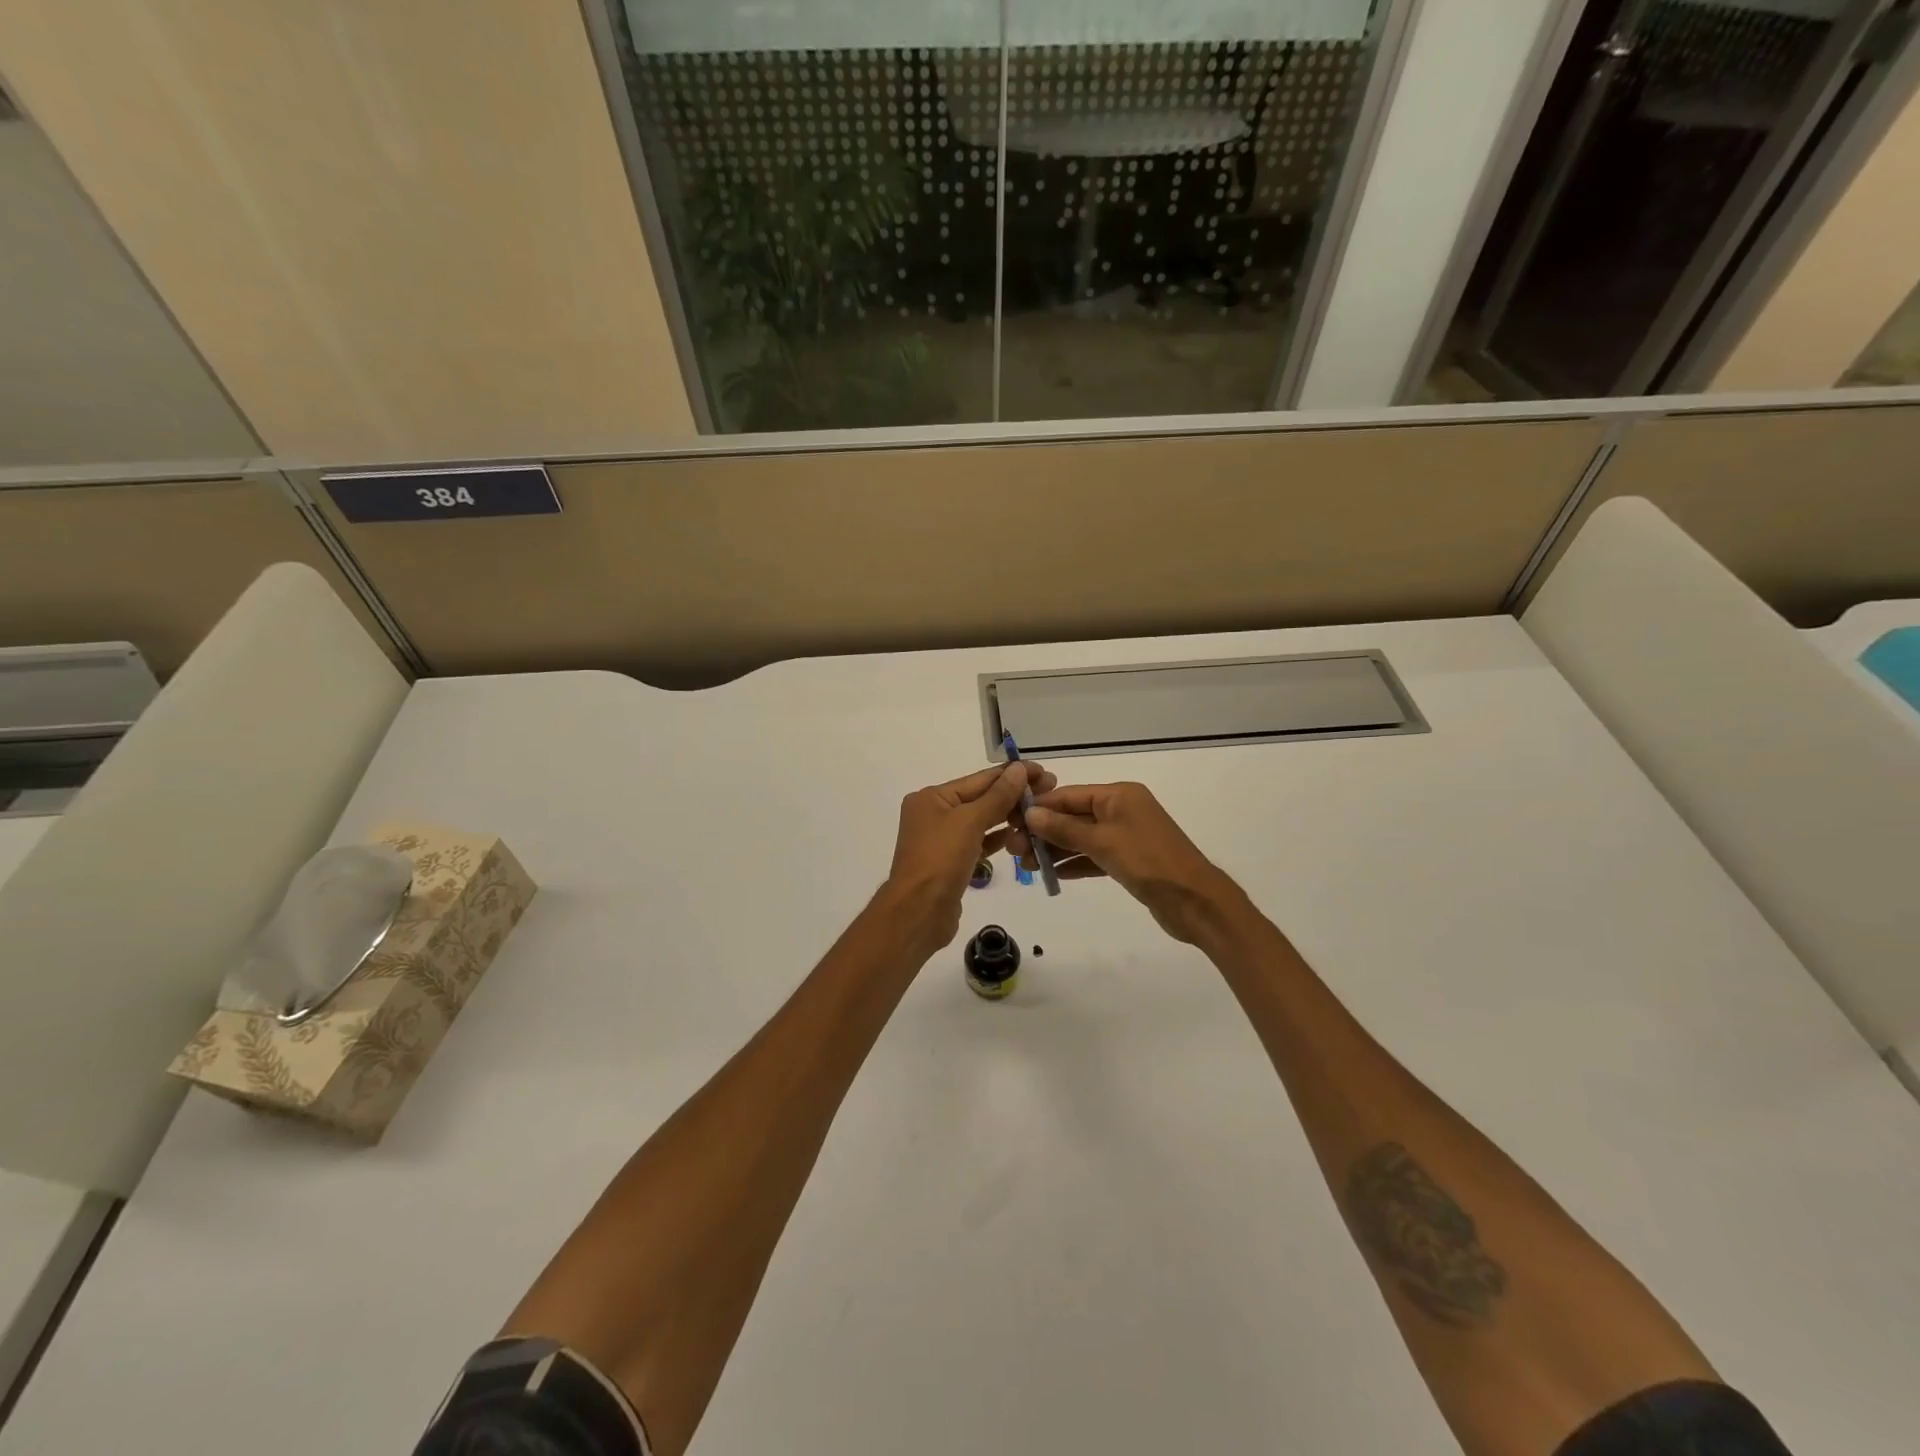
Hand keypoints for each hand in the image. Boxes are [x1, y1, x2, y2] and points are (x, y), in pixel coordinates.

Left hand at [880, 760, 1056, 957]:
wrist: (919, 913)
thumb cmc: (940, 860)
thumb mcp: (970, 822)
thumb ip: (998, 796)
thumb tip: (1019, 769)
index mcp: (932, 797)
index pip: (979, 779)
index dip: (1012, 774)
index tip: (1043, 772)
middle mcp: (935, 814)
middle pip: (981, 798)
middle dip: (1014, 795)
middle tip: (1050, 790)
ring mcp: (943, 839)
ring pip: (982, 821)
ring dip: (1009, 817)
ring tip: (1041, 813)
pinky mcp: (952, 862)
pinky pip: (979, 842)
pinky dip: (998, 839)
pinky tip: (1022, 836)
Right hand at [1018, 781, 1239, 943]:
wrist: (1195, 902)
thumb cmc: (1149, 862)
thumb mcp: (1103, 842)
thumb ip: (1065, 829)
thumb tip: (1030, 813)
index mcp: (1119, 795)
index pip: (1069, 795)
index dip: (1039, 807)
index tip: (1010, 821)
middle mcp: (1121, 810)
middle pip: (1073, 816)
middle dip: (1043, 831)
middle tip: (1014, 850)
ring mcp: (1125, 836)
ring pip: (1081, 838)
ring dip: (1054, 850)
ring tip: (1025, 865)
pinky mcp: (1128, 861)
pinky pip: (1093, 856)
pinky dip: (1073, 863)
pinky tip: (1050, 874)